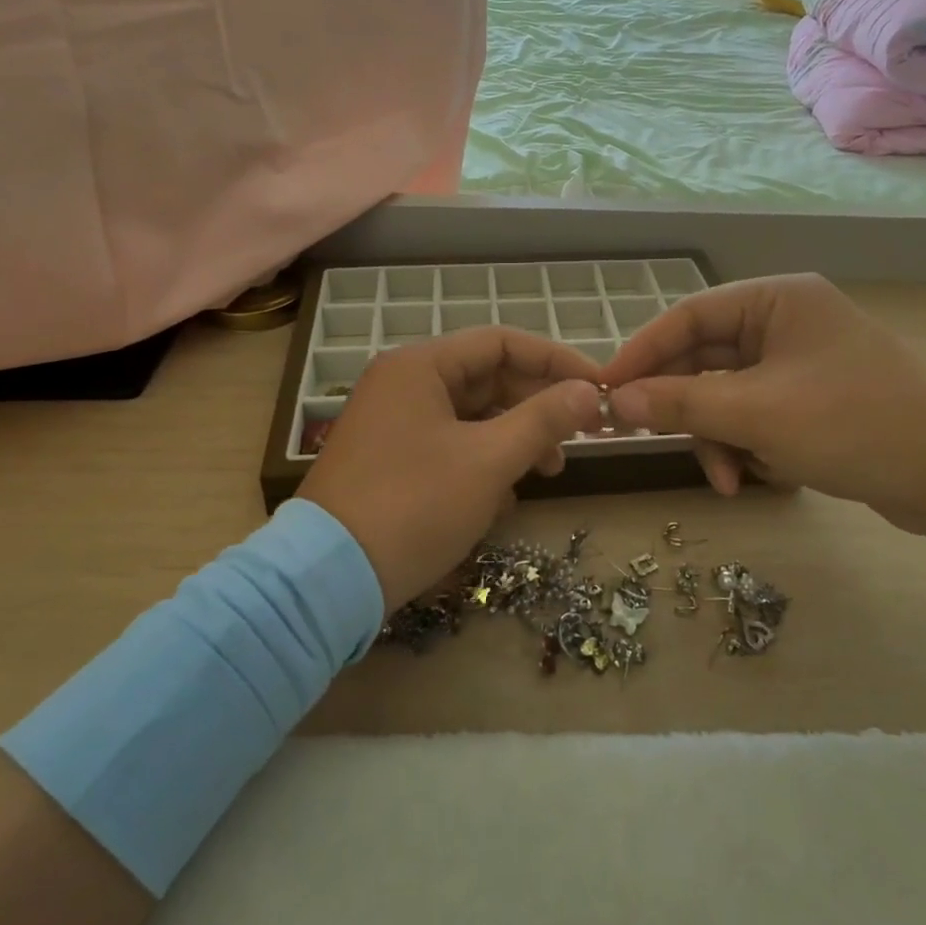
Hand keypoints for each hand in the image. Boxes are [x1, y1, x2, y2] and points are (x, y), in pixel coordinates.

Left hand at [298, 328, 603, 607]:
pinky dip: (483, 463)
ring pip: (472, 416)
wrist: (326, 581)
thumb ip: (543, 419)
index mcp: (420, 366)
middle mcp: (404, 384)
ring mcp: (394, 423)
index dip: (556, 361)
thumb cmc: (414, 505)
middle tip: (580, 436)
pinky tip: (503, 499)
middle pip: (488, 379)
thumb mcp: (488, 460)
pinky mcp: (391, 460)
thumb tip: (589, 391)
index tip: (598, 387)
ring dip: (515, 439)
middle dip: (537, 407)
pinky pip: (451, 445)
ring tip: (548, 472)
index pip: (502, 343)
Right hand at [598, 275, 925, 540]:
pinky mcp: (814, 401)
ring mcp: (802, 363)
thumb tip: (616, 399)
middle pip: (707, 358)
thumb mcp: (757, 414)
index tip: (605, 388)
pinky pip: (757, 415)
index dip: (643, 351)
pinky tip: (758, 478)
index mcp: (777, 301)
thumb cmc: (854, 425)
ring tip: (727, 480)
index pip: (690, 315)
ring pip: (729, 394)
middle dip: (687, 408)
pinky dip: (747, 445)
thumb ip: (681, 402)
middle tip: (652, 440)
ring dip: (718, 437)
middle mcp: (787, 322)